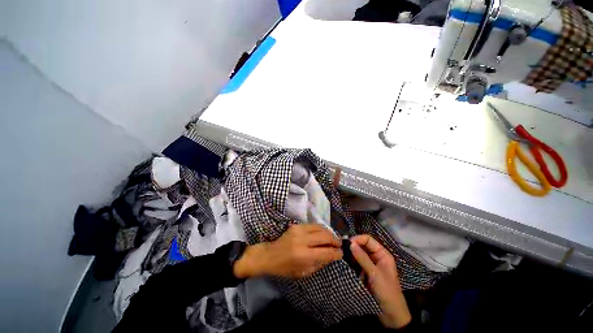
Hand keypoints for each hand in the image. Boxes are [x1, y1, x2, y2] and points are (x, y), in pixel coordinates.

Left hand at [234, 224, 342, 278]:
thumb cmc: (285, 268)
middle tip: (339, 244)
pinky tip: (323, 234)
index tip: (341, 254)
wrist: (270, 255)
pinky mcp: (296, 225)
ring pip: (320, 228)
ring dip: (329, 233)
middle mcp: (302, 240)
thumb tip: (332, 255)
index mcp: (304, 256)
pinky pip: (313, 225)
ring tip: (333, 238)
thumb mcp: (303, 273)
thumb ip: (319, 263)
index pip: (326, 252)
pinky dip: (320, 229)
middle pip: (325, 236)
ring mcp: (299, 230)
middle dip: (335, 240)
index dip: (336, 253)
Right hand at [350, 235, 411, 328]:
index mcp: (382, 254)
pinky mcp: (366, 272)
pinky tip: (346, 264)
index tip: (347, 244)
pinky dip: (351, 262)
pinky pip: (357, 263)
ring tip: (342, 257)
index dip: (358, 239)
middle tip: (342, 250)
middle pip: (362, 246)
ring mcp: (371, 265)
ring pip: (358, 254)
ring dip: (351, 255)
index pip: (368, 240)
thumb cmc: (386, 292)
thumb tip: (350, 243)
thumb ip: (362, 258)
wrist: (391, 315)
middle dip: (353, 247)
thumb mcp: (374, 274)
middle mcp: (376, 256)